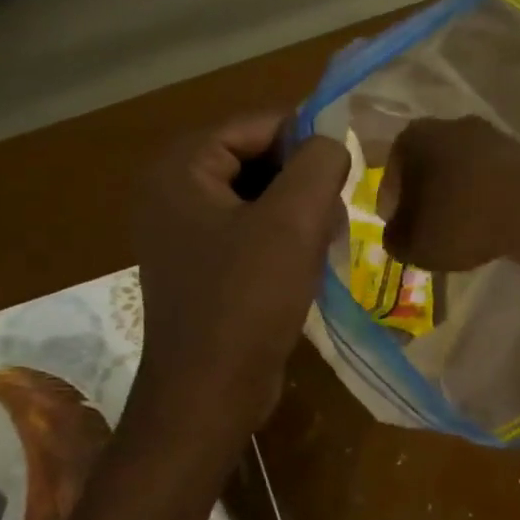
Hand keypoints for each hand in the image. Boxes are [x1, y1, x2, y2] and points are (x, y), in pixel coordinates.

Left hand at [128, 115, 349, 444]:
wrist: (209, 394)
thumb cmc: (247, 301)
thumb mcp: (293, 222)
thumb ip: (319, 164)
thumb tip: (331, 144)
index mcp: (179, 170)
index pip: (255, 125)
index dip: (306, 138)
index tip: (347, 167)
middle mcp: (171, 192)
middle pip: (255, 158)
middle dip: (303, 179)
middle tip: (337, 209)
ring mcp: (182, 233)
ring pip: (257, 196)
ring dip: (299, 210)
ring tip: (326, 238)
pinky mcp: (200, 266)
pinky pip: (249, 230)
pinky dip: (283, 237)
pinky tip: (307, 262)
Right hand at [379, 115, 519, 271]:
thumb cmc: (459, 221)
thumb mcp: (412, 244)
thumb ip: (395, 239)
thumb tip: (398, 233)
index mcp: (410, 139)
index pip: (390, 181)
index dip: (393, 211)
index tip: (403, 234)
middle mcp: (446, 124)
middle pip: (427, 170)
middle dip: (427, 198)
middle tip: (431, 231)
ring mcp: (488, 134)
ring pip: (461, 171)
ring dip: (459, 196)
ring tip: (465, 229)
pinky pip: (491, 177)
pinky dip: (487, 196)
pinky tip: (492, 221)